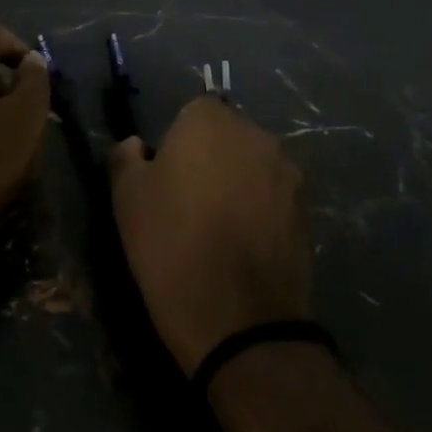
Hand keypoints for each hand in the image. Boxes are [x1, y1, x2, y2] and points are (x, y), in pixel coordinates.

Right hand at [108, 98, 310, 375]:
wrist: (239, 320)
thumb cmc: (171, 245)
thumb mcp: (126, 198)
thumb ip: (125, 157)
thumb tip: (134, 145)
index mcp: (210, 121)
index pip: (193, 111)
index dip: (177, 141)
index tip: (165, 177)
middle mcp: (256, 135)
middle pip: (228, 135)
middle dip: (211, 158)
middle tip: (188, 201)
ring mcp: (287, 173)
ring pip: (253, 166)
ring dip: (238, 183)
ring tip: (218, 228)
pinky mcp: (306, 210)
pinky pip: (273, 197)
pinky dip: (259, 211)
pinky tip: (242, 247)